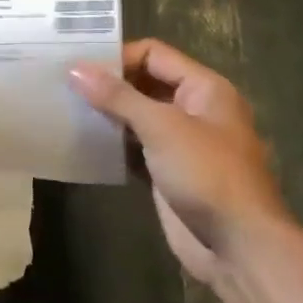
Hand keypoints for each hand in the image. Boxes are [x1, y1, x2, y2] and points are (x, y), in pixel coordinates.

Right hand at [70, 40, 289, 283]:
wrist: (239, 248)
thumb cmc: (207, 174)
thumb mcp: (162, 127)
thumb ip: (117, 97)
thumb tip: (75, 68)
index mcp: (204, 88)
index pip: (154, 54)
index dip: (118, 57)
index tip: (78, 66)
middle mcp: (194, 109)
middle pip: (144, 84)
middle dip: (108, 85)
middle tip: (64, 85)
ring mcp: (181, 143)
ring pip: (138, 117)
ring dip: (107, 114)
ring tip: (66, 110)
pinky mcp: (168, 173)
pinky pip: (135, 148)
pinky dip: (113, 145)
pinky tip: (83, 144)